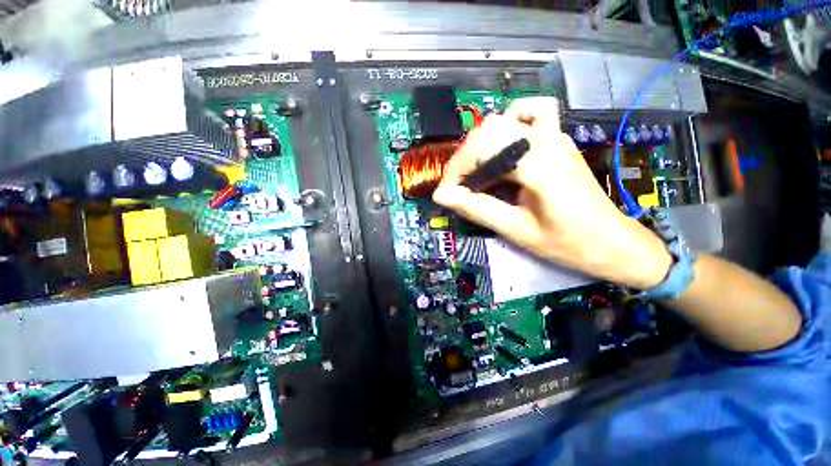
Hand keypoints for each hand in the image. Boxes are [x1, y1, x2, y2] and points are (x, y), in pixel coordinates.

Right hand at [432, 97, 671, 288]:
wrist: (611, 242)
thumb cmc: (566, 242)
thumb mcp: (516, 230)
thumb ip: (477, 208)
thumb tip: (442, 195)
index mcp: (539, 165)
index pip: (483, 148)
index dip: (456, 168)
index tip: (446, 192)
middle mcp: (547, 140)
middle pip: (489, 130)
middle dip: (465, 158)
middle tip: (459, 187)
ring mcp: (555, 136)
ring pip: (505, 119)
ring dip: (481, 144)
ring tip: (477, 172)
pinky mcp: (557, 141)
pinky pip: (531, 114)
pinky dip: (509, 123)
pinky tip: (503, 147)